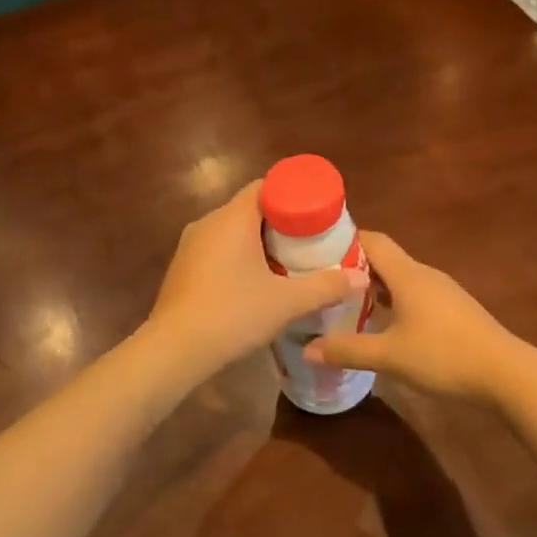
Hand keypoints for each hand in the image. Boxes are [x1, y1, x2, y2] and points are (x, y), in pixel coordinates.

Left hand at [146, 182, 367, 378]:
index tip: (316, 213)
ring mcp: (190, 246)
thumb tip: (361, 278)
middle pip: (251, 208)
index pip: (265, 186)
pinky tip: (255, 283)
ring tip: (288, 263)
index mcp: (232, 218)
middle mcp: (208, 222)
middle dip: (281, 222)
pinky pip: (217, 250)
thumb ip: (326, 287)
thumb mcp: (287, 302)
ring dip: (259, 242)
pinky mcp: (182, 268)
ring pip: (232, 231)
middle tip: (310, 241)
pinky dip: (239, 257)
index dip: (294, 195)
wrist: (174, 349)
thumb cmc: (233, 314)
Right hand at [304, 233, 521, 402]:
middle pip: (385, 259)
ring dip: (374, 286)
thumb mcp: (389, 356)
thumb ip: (348, 350)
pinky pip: (415, 295)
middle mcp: (425, 275)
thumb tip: (307, 349)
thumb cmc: (444, 356)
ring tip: (346, 303)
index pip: (373, 241)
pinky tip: (383, 324)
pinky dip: (393, 301)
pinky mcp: (454, 311)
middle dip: (354, 266)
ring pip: (400, 279)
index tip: (317, 249)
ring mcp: (443, 292)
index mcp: (408, 275)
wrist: (506, 374)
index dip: (345, 240)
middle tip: (323, 281)